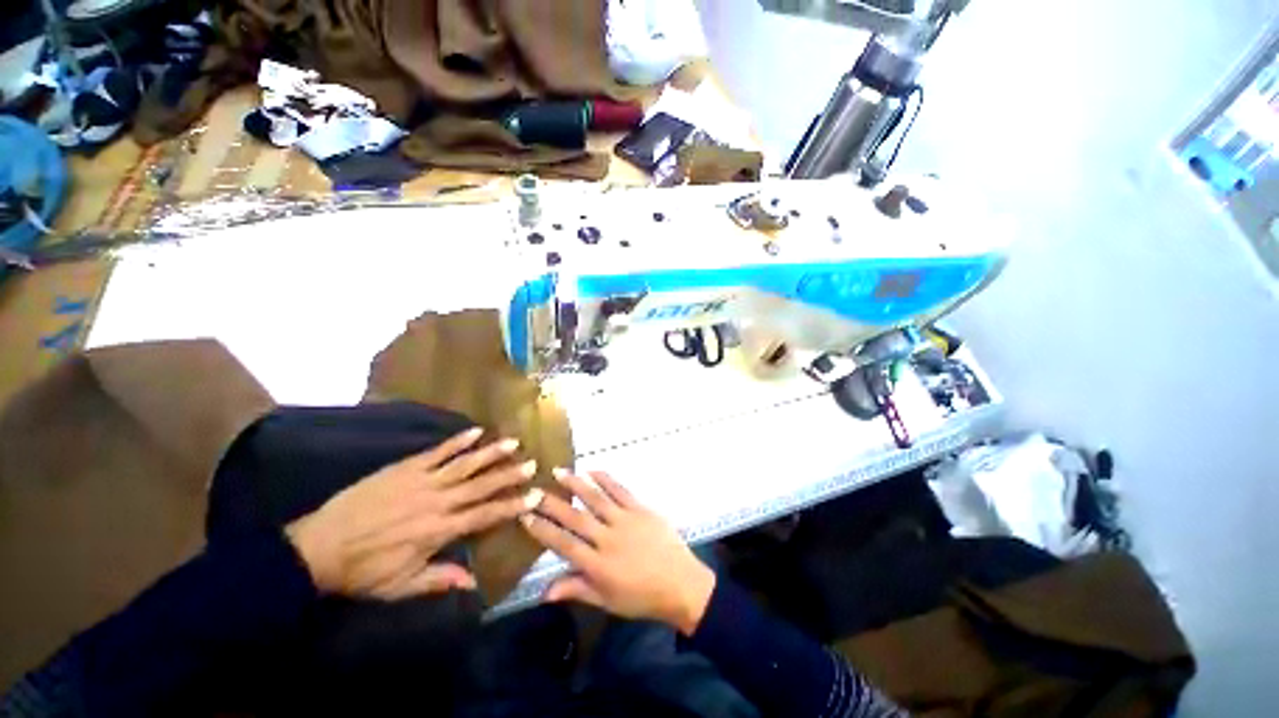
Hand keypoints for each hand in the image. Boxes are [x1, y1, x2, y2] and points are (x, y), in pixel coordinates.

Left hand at [285, 427, 543, 599]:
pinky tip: (476, 431)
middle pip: (481, 486)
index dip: (512, 505)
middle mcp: (438, 502)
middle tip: (532, 464)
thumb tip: (474, 583)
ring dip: (491, 453)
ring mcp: (422, 481)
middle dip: (509, 475)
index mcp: (439, 531)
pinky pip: (437, 452)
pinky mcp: (406, 468)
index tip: (535, 496)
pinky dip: (458, 441)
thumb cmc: (363, 571)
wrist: (319, 547)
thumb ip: (439, 581)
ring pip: (465, 464)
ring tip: (513, 442)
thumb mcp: (401, 586)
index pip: (485, 515)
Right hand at [520, 470, 715, 634]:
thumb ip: (577, 589)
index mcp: (598, 565)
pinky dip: (605, 479)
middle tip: (535, 489)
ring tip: (559, 472)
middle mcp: (609, 539)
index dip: (543, 530)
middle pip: (576, 518)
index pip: (564, 544)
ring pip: (596, 499)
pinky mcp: (641, 509)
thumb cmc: (642, 597)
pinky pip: (620, 490)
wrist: (681, 583)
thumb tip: (543, 592)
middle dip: (553, 503)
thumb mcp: (607, 600)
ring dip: (576, 484)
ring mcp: (626, 520)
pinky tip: (592, 470)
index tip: (525, 516)